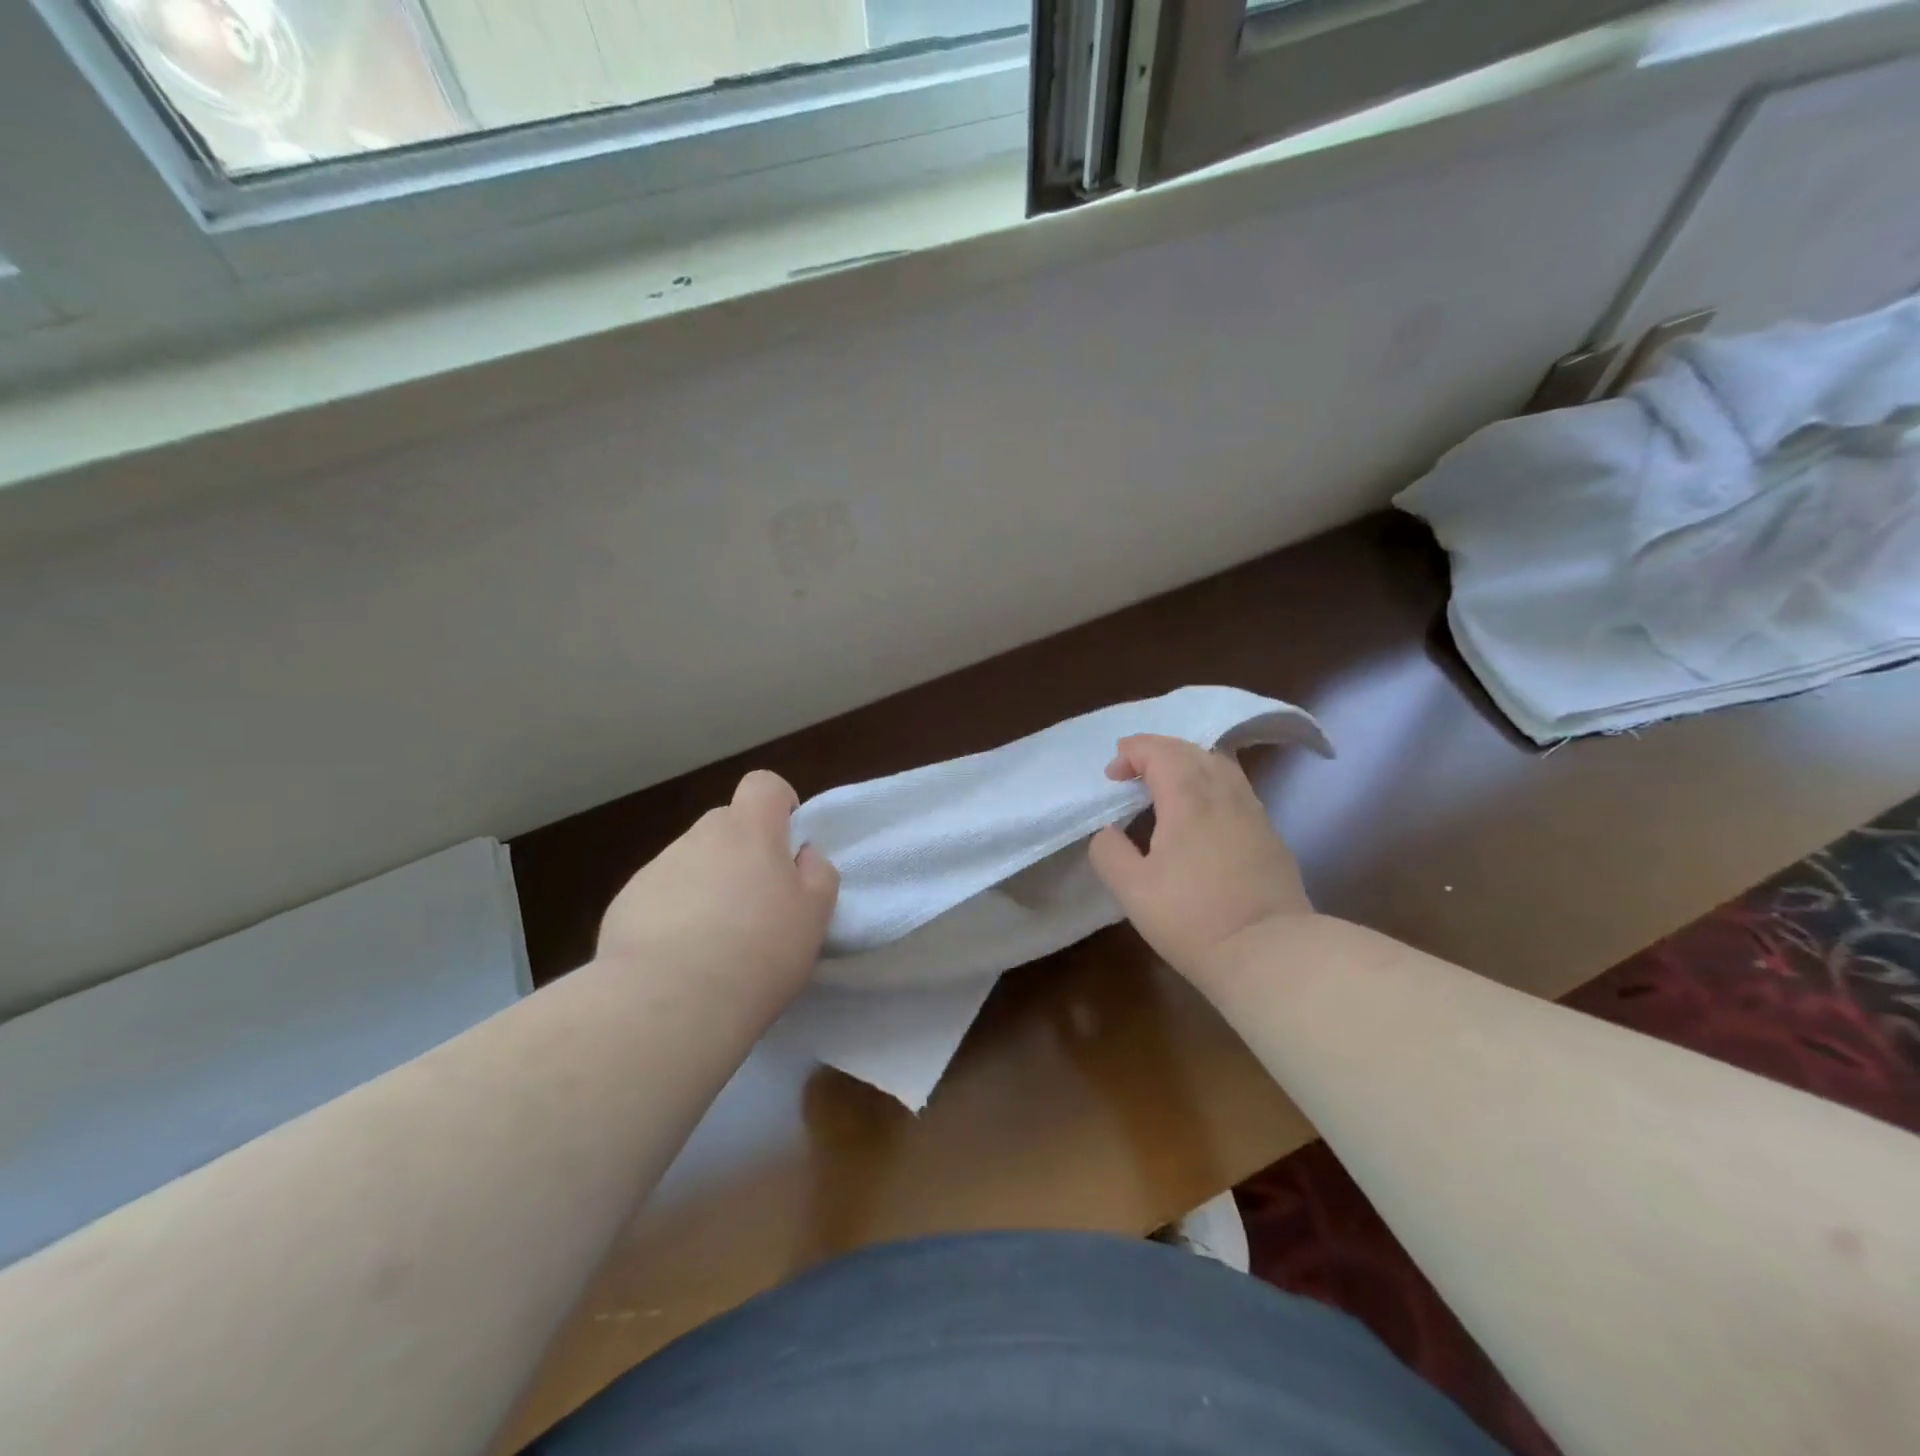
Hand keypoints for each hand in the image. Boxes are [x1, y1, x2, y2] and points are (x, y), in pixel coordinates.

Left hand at [597, 770, 838, 996]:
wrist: (669, 1002)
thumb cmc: (759, 951)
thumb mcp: (815, 915)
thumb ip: (817, 873)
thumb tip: (802, 855)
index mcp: (750, 831)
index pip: (764, 784)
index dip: (778, 805)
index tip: (786, 844)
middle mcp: (700, 836)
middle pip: (726, 826)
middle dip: (743, 852)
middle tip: (755, 905)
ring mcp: (657, 868)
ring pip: (692, 861)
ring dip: (707, 885)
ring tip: (714, 943)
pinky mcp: (625, 903)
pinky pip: (660, 895)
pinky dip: (672, 915)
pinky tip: (678, 959)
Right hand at [1088, 734, 1312, 982]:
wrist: (1270, 953)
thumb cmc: (1193, 918)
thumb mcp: (1132, 890)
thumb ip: (1109, 852)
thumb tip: (1108, 832)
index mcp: (1188, 798)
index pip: (1160, 752)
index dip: (1133, 752)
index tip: (1112, 774)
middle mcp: (1224, 794)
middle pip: (1192, 751)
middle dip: (1158, 751)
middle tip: (1134, 772)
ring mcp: (1253, 813)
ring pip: (1220, 766)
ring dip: (1188, 763)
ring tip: (1168, 785)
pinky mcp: (1270, 835)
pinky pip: (1236, 789)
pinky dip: (1211, 783)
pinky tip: (1203, 812)